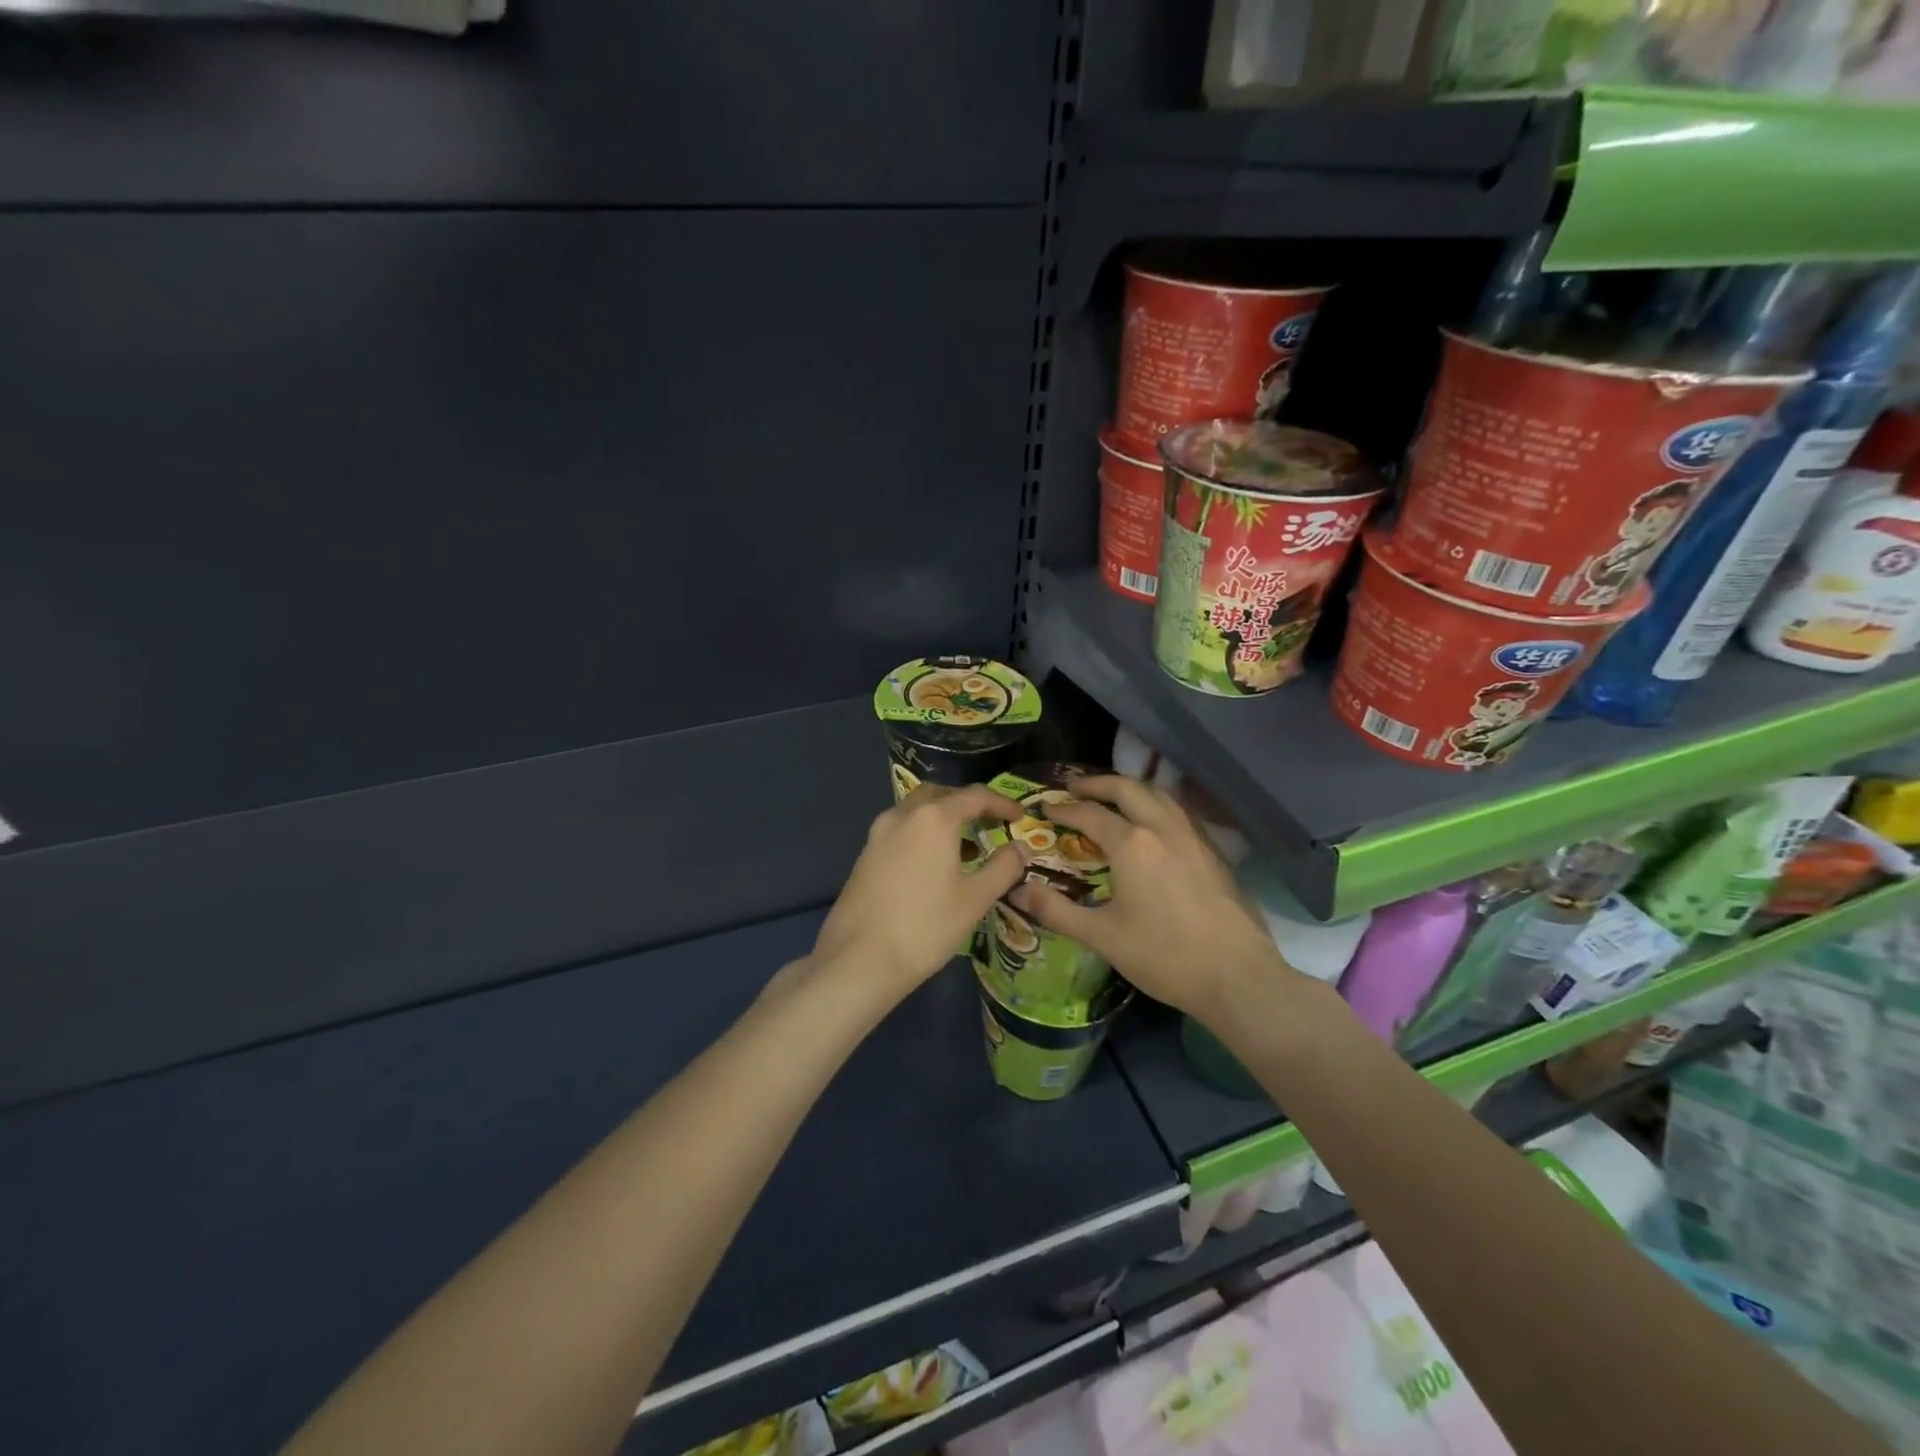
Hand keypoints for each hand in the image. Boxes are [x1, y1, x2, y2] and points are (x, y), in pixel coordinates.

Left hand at [810, 783, 1026, 1002]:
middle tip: (989, 822)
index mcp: (933, 818)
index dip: (1001, 802)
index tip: (1020, 815)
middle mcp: (903, 815)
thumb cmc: (925, 927)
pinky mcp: (865, 855)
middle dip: (967, 803)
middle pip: (941, 794)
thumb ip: (1003, 867)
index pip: (975, 796)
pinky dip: (922, 834)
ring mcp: (878, 834)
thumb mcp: (974, 899)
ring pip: (916, 811)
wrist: (858, 960)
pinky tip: (933, 865)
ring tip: (966, 847)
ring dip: (942, 818)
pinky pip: (901, 830)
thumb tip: (1020, 848)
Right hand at [1008, 774, 1286, 1020]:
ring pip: (1159, 795)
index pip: (1090, 814)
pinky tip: (1154, 823)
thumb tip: (1018, 890)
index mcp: (1132, 845)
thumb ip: (1056, 911)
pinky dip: (1157, 804)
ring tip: (1112, 797)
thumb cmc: (1164, 957)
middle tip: (1075, 787)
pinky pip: (1180, 812)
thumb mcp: (1102, 937)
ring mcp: (1194, 837)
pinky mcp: (1214, 852)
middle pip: (1128, 788)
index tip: (1045, 807)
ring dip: (1131, 788)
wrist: (1237, 977)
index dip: (1064, 809)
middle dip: (1098, 783)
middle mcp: (1163, 829)